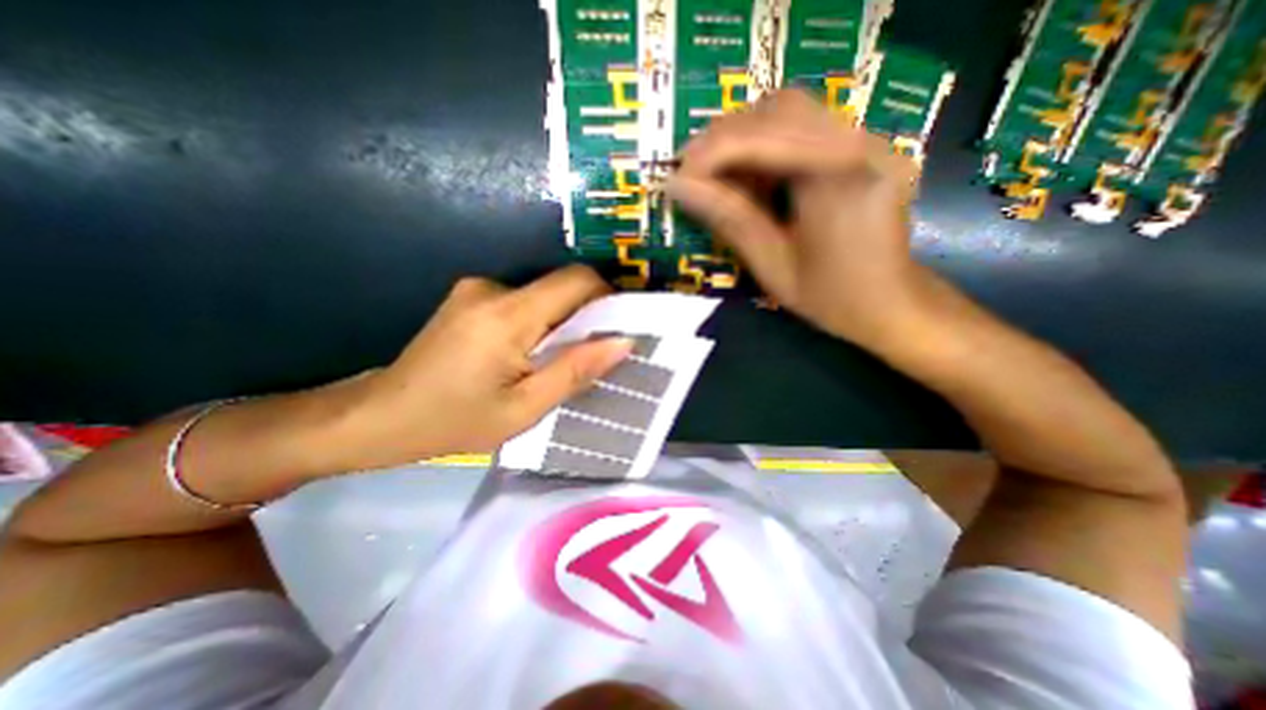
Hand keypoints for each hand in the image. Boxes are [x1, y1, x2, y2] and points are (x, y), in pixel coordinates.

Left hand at [328, 262, 628, 468]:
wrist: (380, 416)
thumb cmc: (453, 421)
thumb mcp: (524, 408)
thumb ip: (575, 371)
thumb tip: (623, 342)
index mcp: (508, 315)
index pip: (576, 280)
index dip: (606, 297)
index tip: (618, 328)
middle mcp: (493, 288)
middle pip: (561, 286)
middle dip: (586, 316)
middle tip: (591, 354)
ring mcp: (477, 289)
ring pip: (544, 295)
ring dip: (560, 323)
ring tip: (556, 361)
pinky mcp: (470, 297)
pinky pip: (523, 301)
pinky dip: (539, 323)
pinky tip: (526, 355)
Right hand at [673, 90, 925, 348]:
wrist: (891, 304)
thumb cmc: (832, 298)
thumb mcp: (773, 266)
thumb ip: (728, 219)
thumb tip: (678, 187)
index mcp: (840, 179)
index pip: (765, 136)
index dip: (712, 152)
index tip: (677, 178)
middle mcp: (860, 144)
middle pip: (779, 108)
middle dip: (724, 138)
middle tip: (691, 172)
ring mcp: (867, 141)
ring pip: (791, 112)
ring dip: (743, 137)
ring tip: (714, 174)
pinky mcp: (862, 149)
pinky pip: (805, 129)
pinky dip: (765, 145)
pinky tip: (748, 175)